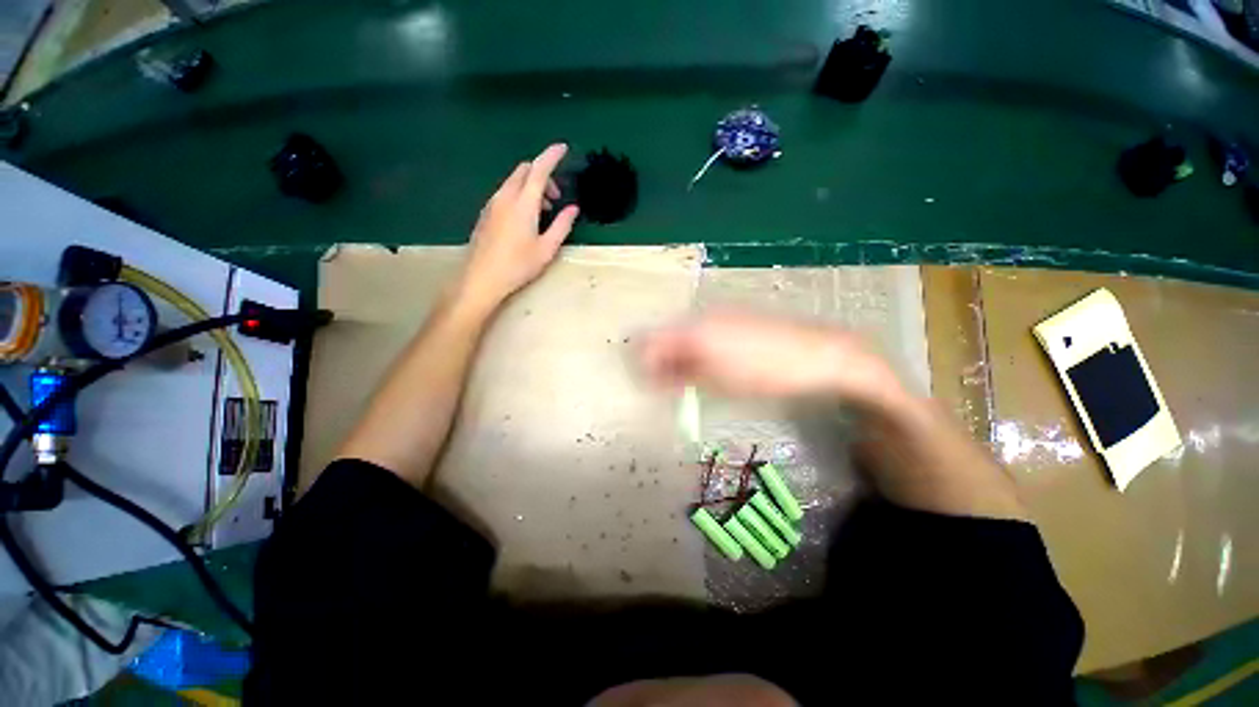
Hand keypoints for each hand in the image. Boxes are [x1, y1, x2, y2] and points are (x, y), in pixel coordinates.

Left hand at [458, 143, 579, 311]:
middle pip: (524, 171)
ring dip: (531, 186)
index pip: (539, 169)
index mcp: (523, 203)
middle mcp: (505, 196)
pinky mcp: (486, 213)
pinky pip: (505, 192)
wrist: (482, 278)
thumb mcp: (547, 248)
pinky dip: (519, 194)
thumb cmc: (518, 265)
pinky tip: (525, 218)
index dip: (551, 156)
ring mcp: (492, 204)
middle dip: (542, 174)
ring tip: (543, 211)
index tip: (563, 147)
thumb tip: (573, 208)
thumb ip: (562, 225)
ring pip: (514, 181)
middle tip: (556, 197)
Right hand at [639, 310, 906, 409]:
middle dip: (660, 362)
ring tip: (690, 381)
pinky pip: (701, 331)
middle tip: (669, 387)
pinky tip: (709, 365)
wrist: (818, 353)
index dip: (644, 365)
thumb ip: (680, 378)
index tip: (650, 387)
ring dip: (678, 356)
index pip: (649, 343)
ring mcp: (718, 314)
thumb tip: (655, 379)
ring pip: (682, 334)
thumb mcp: (718, 383)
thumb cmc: (764, 373)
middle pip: (664, 336)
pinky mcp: (733, 316)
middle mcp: (700, 316)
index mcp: (693, 331)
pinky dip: (696, 349)